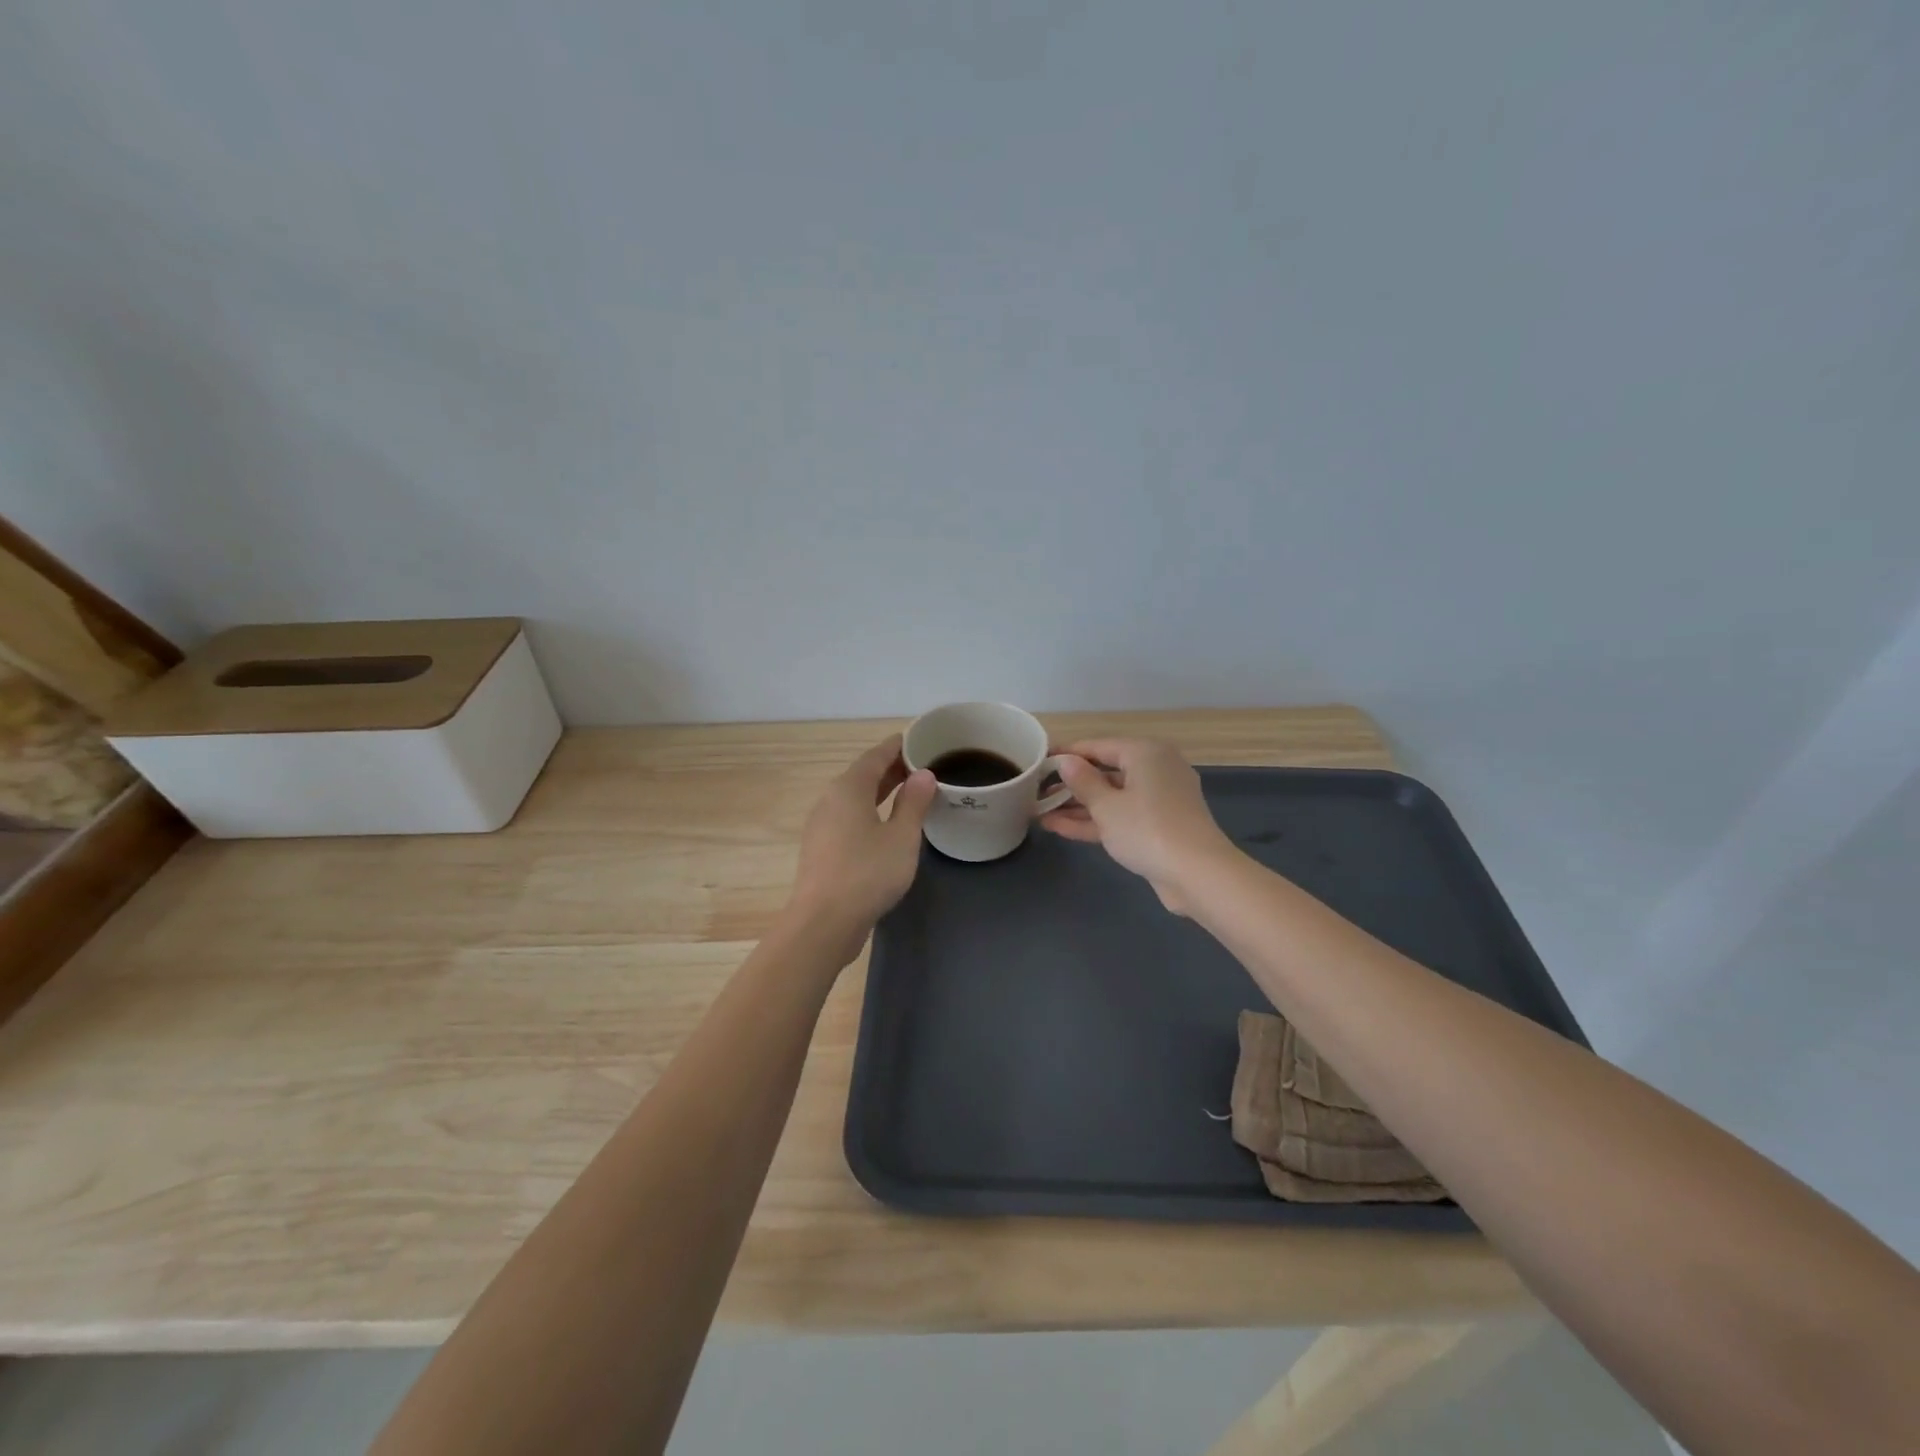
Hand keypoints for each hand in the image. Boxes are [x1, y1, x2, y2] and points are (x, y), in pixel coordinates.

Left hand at [786, 735, 937, 948]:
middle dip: (892, 769)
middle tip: (923, 766)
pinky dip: (870, 811)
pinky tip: (888, 826)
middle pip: (863, 775)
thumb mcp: (902, 837)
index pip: (875, 755)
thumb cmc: (868, 873)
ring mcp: (822, 825)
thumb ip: (914, 802)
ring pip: (855, 798)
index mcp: (848, 788)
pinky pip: (849, 817)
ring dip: (881, 792)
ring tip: (910, 793)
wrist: (824, 922)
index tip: (919, 740)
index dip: (898, 746)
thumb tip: (923, 774)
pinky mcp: (821, 848)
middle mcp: (830, 800)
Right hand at [1040, 738, 1236, 913]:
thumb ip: (1082, 782)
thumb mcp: (1106, 805)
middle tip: (1036, 791)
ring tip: (1040, 812)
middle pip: (1105, 771)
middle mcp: (1155, 769)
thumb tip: (1064, 762)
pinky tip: (1060, 827)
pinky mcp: (1159, 825)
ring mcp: (1159, 799)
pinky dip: (1096, 820)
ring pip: (1112, 797)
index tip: (1038, 762)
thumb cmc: (1147, 829)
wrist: (1197, 874)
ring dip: (1078, 806)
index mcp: (1145, 753)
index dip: (1066, 754)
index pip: (1098, 746)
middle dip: (1070, 784)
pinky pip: (1122, 815)